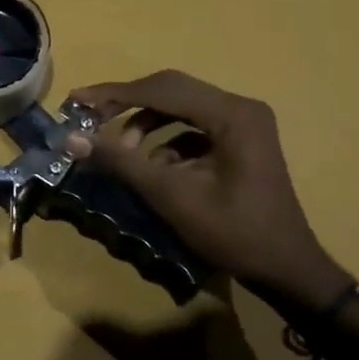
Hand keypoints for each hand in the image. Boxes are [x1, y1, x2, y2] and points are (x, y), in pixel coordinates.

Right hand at [65, 72, 350, 313]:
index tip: (76, 101)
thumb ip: (121, 162)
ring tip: (120, 152)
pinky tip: (152, 168)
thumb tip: (72, 140)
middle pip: (171, 91)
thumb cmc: (234, 233)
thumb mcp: (171, 197)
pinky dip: (165, 142)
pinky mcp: (239, 142)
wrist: (287, 270)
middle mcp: (239, 108)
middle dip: (127, 105)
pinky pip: (192, 129)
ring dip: (145, 125)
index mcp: (231, 114)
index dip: (115, 94)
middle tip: (89, 120)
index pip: (162, 89)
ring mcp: (242, 124)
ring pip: (179, 109)